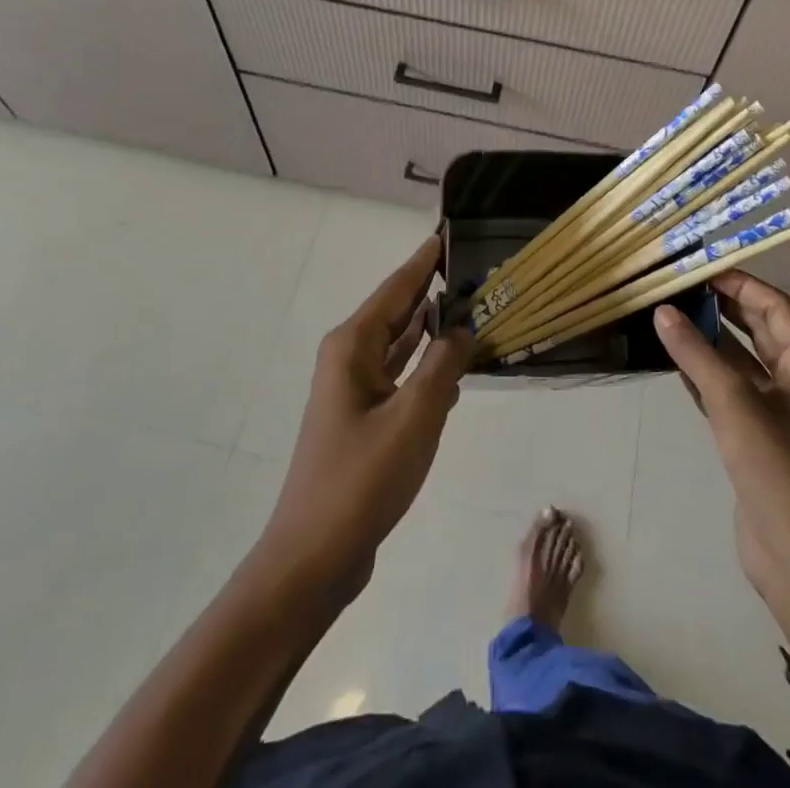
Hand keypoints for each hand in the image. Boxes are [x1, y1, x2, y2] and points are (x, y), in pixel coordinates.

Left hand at [259, 236, 472, 601]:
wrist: (314, 557)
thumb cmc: (362, 479)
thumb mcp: (415, 417)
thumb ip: (443, 364)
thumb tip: (461, 327)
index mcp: (354, 345)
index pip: (398, 287)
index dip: (425, 260)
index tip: (450, 232)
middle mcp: (350, 358)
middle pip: (399, 311)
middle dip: (434, 290)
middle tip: (475, 268)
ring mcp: (355, 389)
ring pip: (401, 345)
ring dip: (433, 329)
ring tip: (474, 307)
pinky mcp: (364, 418)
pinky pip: (401, 376)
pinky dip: (426, 366)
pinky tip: (455, 366)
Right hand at [655, 272, 789, 671]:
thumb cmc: (780, 471)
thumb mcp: (735, 404)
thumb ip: (696, 354)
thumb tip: (662, 312)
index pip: (775, 307)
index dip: (739, 284)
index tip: (698, 270)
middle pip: (760, 330)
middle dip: (721, 309)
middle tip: (677, 290)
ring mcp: (780, 413)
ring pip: (741, 362)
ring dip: (709, 342)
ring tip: (667, 318)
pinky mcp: (759, 439)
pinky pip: (731, 392)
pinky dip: (705, 375)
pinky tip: (674, 362)